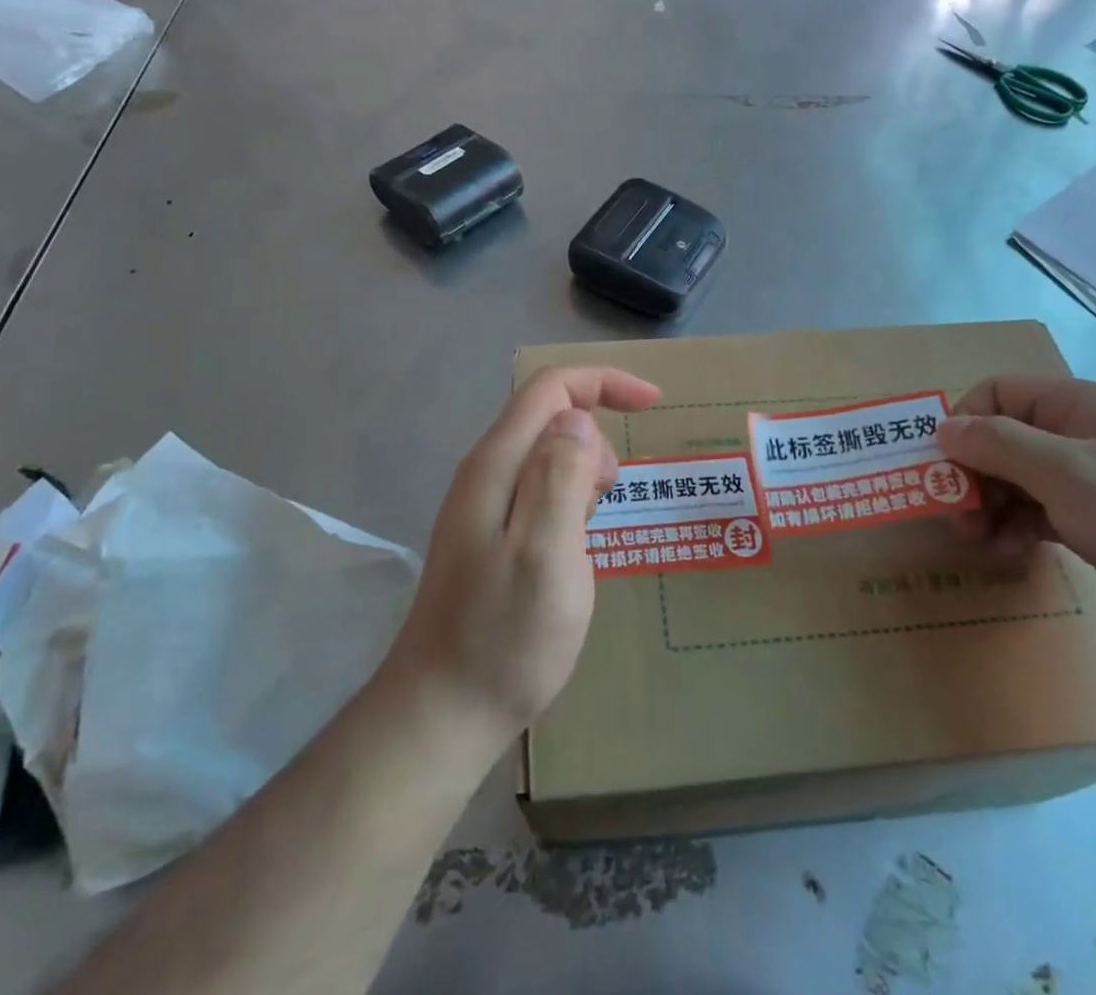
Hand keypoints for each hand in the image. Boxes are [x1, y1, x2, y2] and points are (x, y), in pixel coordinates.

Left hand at [381, 367, 660, 754]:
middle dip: (595, 440)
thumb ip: (560, 477)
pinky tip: (574, 549)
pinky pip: (542, 490)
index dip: (603, 382)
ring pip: (548, 454)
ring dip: (584, 475)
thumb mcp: (546, 554)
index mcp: (497, 465)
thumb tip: (577, 420)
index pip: (551, 389)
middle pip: (550, 417)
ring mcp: (485, 505)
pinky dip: (571, 501)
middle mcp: (487, 473)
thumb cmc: (504, 638)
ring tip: (588, 535)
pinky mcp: (492, 534)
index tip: (652, 404)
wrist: (443, 713)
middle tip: (605, 504)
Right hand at [938, 375, 1095, 649]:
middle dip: (970, 474)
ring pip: (1012, 478)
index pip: (994, 394)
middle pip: (998, 439)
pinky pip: (1034, 510)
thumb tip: (943, 427)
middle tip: (958, 516)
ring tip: (980, 541)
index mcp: (1072, 406)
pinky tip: (1008, 550)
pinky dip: (1013, 526)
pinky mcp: (1091, 518)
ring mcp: (1085, 478)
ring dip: (987, 505)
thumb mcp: (1067, 474)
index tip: (946, 468)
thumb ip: (998, 445)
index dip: (964, 424)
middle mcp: (1074, 434)